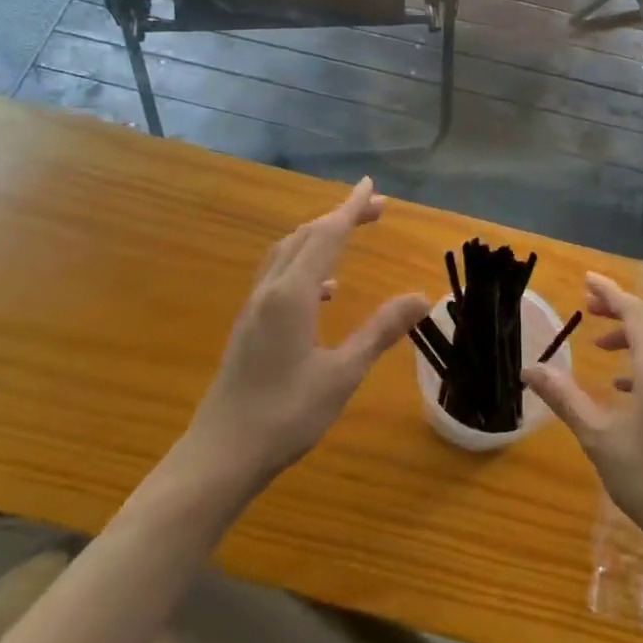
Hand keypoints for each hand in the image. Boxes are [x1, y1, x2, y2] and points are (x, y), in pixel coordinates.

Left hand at [179, 178, 428, 495]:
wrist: (220, 455)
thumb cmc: (285, 415)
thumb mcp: (343, 374)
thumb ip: (380, 331)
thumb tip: (422, 297)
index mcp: (293, 294)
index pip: (328, 235)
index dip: (351, 208)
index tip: (372, 186)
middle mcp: (270, 290)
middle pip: (306, 236)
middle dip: (340, 216)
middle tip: (376, 210)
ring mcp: (254, 307)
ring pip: (287, 252)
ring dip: (319, 236)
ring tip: (349, 237)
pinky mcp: (249, 325)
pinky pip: (278, 275)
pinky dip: (305, 264)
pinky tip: (324, 291)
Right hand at [523, 273, 642, 554]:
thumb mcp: (598, 437)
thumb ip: (565, 397)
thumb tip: (530, 369)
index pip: (634, 312)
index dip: (610, 293)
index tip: (586, 279)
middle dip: (620, 307)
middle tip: (588, 307)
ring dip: (633, 332)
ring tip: (600, 344)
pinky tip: (624, 383)